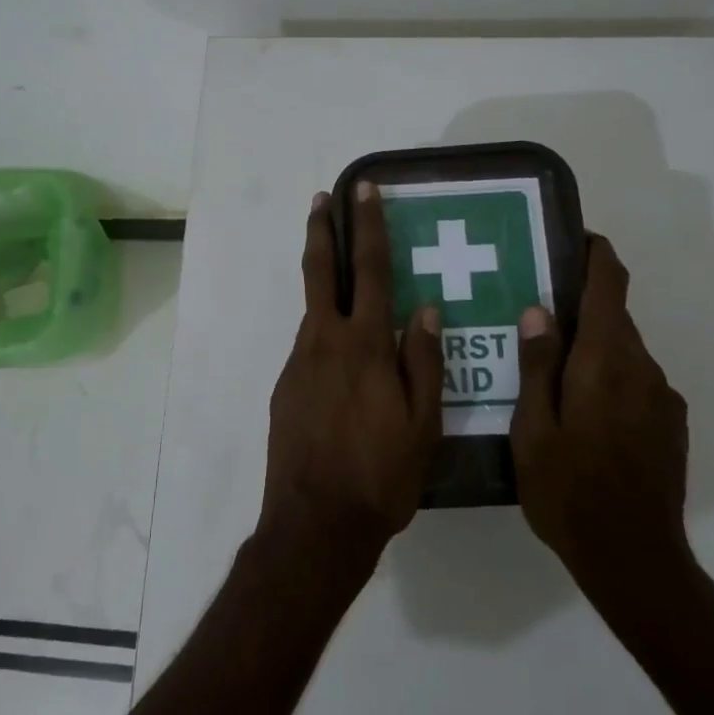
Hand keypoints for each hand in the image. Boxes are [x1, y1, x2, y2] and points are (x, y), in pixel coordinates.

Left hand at [261, 185, 442, 559]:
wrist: (316, 524)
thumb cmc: (381, 475)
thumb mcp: (423, 424)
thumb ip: (425, 361)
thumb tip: (428, 310)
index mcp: (365, 345)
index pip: (370, 270)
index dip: (367, 226)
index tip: (361, 190)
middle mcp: (325, 343)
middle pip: (321, 273)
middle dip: (323, 231)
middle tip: (322, 200)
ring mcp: (299, 365)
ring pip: (315, 312)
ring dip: (326, 285)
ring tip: (347, 282)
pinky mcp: (285, 389)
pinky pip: (310, 349)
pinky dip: (326, 335)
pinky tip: (344, 360)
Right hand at [510, 236, 693, 603]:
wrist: (635, 558)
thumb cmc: (568, 492)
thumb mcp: (533, 430)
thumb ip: (537, 365)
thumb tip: (539, 310)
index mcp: (605, 361)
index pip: (610, 284)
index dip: (596, 254)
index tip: (572, 240)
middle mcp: (641, 367)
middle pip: (615, 316)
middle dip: (580, 307)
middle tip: (535, 317)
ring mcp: (661, 396)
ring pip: (623, 351)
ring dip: (592, 348)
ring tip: (551, 372)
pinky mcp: (670, 423)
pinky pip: (635, 381)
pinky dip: (608, 377)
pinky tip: (582, 414)